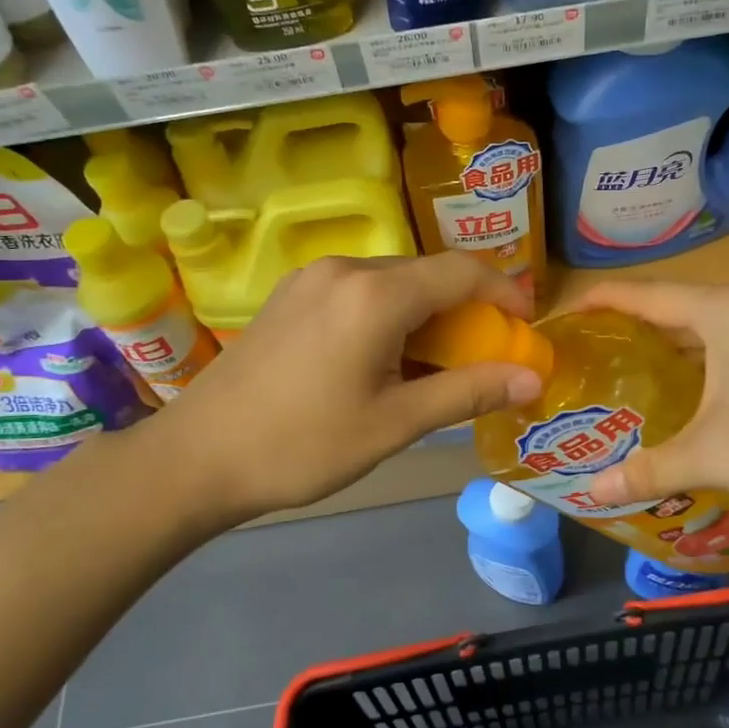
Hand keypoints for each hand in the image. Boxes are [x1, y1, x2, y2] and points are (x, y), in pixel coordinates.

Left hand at [160, 253, 542, 520]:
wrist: (196, 458)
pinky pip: (360, 291)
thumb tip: (533, 379)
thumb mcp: (395, 424)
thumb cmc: (302, 446)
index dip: (505, 292)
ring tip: (438, 364)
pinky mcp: (291, 294)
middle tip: (485, 356)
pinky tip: (386, 358)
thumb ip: (468, 392)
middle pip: (428, 273)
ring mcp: (312, 278)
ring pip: (394, 282)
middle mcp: (345, 268)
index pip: (462, 271)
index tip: (526, 325)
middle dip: (467, 309)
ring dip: (428, 314)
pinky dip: (392, 315)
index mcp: (375, 294)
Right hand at [577, 282, 728, 526]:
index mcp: (728, 311)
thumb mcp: (712, 456)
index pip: (646, 294)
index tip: (562, 312)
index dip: (600, 300)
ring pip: (707, 324)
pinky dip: (699, 356)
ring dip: (667, 344)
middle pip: (675, 306)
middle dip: (630, 326)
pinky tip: (681, 387)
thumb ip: (647, 469)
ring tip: (622, 368)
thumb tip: (593, 494)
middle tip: (586, 352)